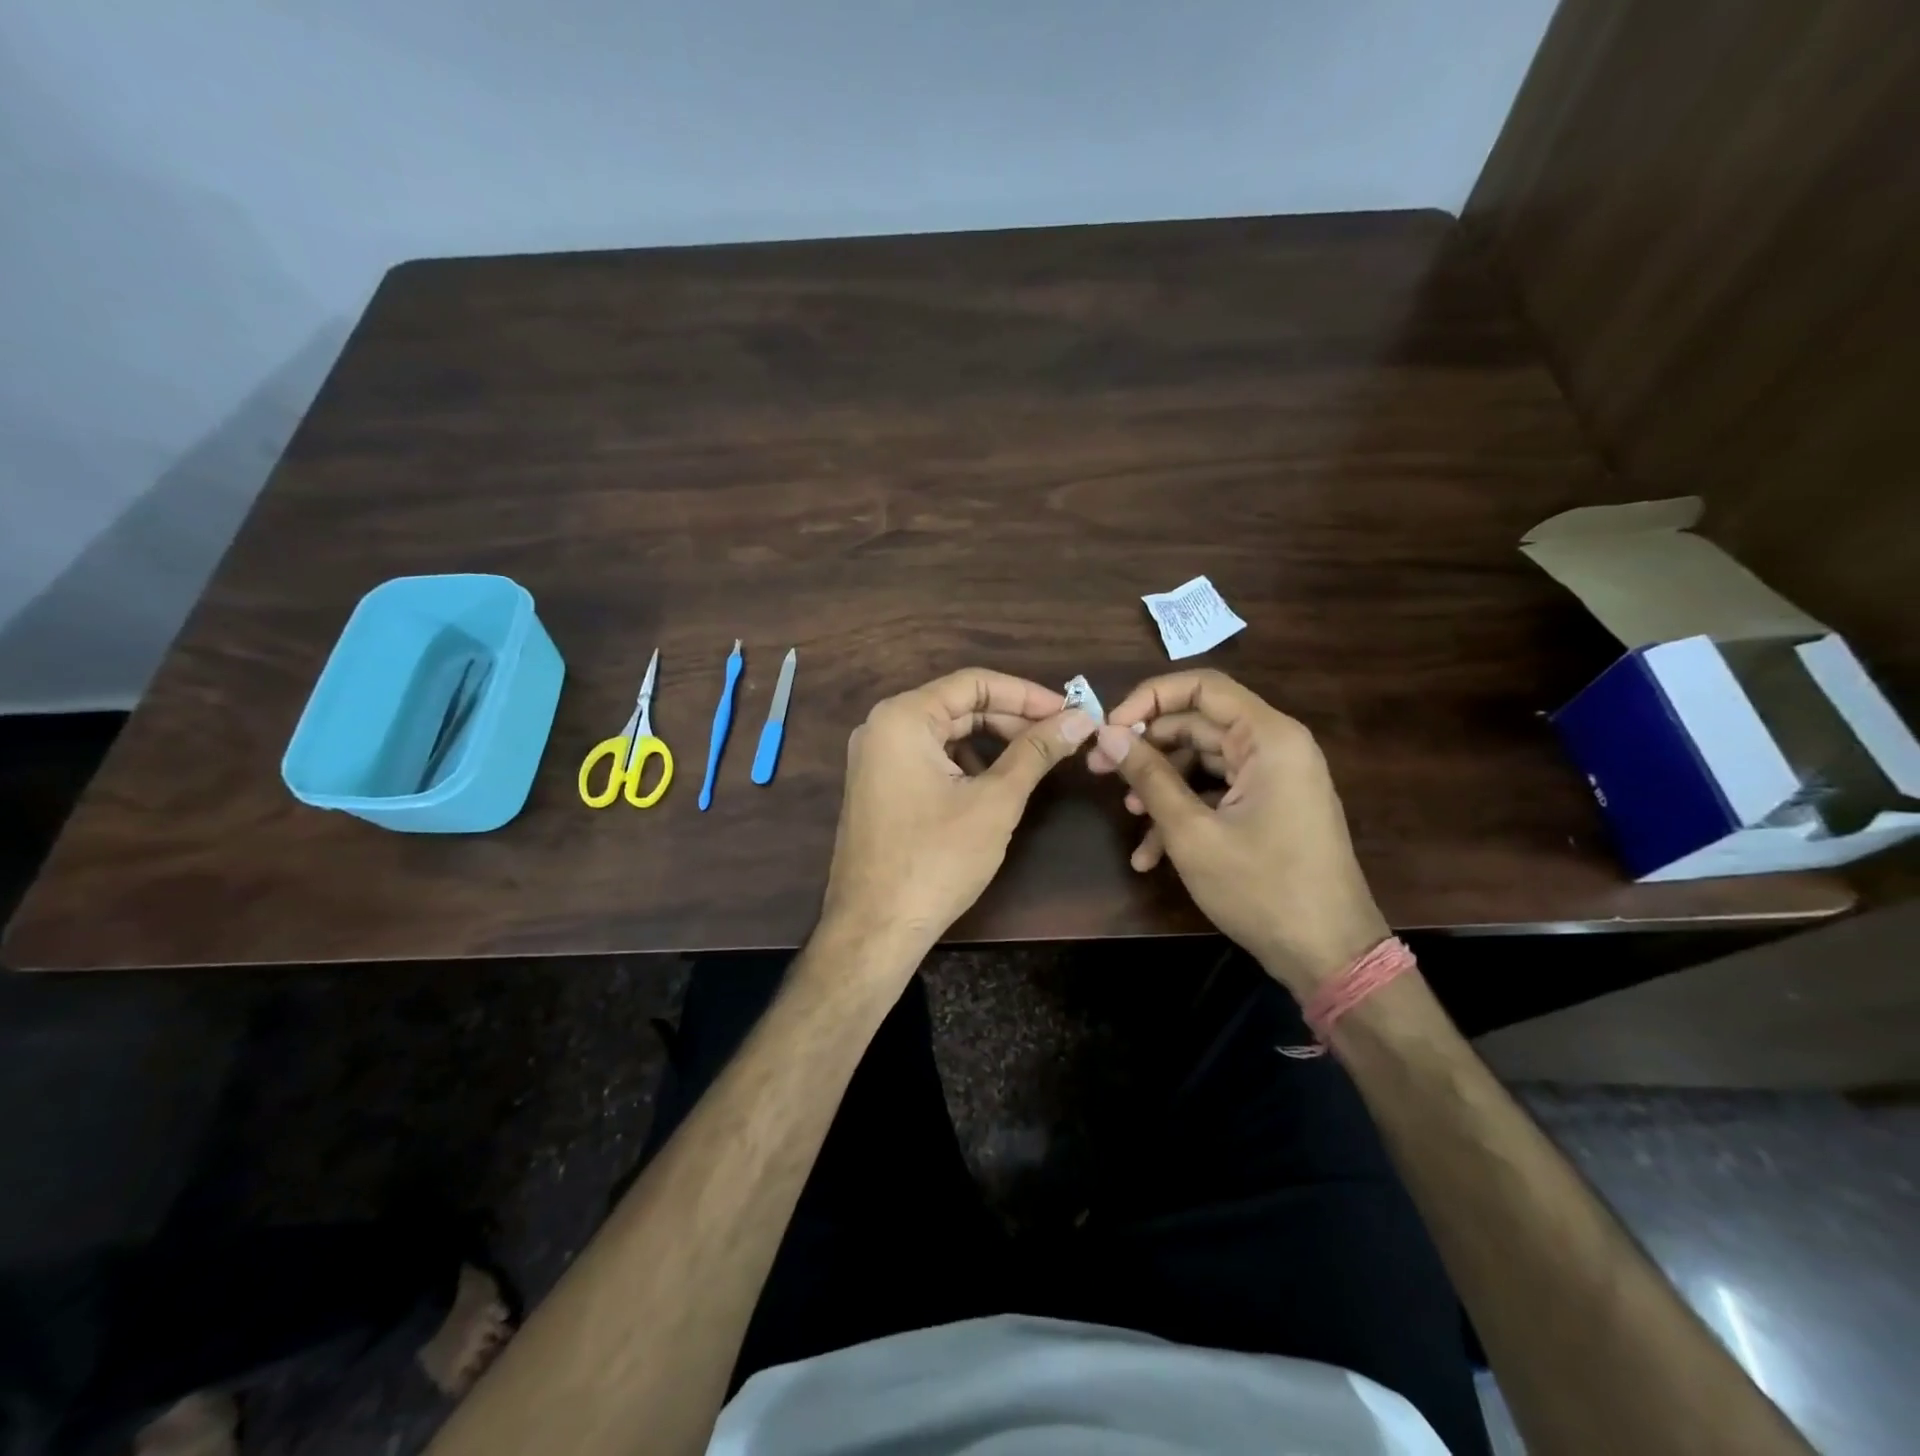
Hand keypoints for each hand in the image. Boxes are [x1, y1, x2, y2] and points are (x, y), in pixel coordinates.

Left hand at [820, 669, 1097, 973]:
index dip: (1027, 694)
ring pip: (945, 733)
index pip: (974, 683)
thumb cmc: (936, 860)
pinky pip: (929, 758)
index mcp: (903, 717)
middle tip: (1060, 737)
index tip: (1069, 711)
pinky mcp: (878, 786)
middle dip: (1012, 719)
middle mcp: (882, 727)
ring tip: (1035, 760)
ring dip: (992, 742)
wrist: (874, 928)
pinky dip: (966, 763)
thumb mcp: (995, 801)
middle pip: (959, 706)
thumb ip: (1036, 751)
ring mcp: (875, 758)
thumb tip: (1079, 718)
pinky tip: (995, 784)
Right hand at [1087, 670, 1387, 996]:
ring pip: (1202, 763)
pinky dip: (1184, 813)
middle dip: (1146, 748)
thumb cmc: (1261, 888)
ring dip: (1161, 787)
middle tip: (1099, 770)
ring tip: (1129, 818)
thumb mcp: (1192, 832)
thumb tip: (1107, 734)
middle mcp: (1275, 747)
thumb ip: (1149, 775)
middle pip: (1197, 725)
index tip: (1109, 727)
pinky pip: (1217, 793)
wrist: (1328, 955)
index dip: (1149, 699)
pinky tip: (1151, 853)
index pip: (1202, 687)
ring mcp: (1274, 779)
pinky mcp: (1270, 807)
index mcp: (1268, 738)